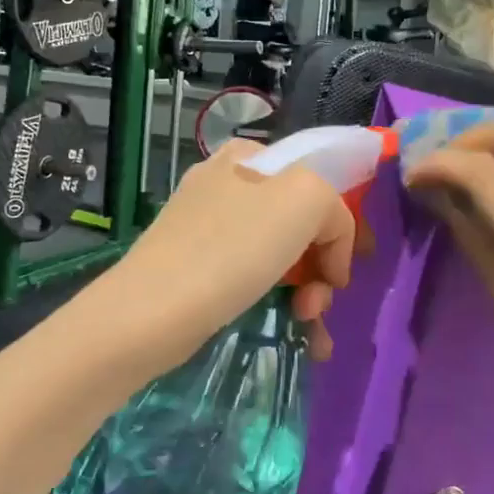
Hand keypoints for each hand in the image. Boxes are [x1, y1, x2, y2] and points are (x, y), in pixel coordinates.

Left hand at [114, 139, 359, 360]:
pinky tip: (297, 337)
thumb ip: (335, 207)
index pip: (318, 183)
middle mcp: (228, 184)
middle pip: (300, 224)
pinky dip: (279, 304)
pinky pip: (253, 278)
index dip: (340, 229)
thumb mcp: (305, 197)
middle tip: (318, 305)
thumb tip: (328, 251)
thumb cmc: (232, 248)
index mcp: (250, 157)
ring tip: (308, 330)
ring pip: (280, 255)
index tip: (343, 274)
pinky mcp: (196, 266)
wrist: (150, 312)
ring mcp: (208, 226)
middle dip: (321, 268)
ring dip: (307, 294)